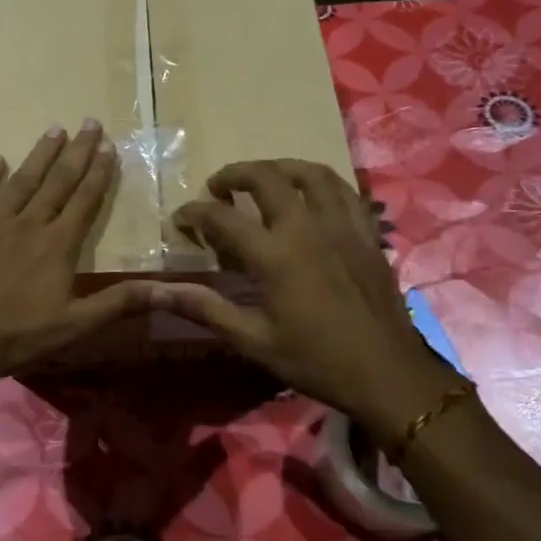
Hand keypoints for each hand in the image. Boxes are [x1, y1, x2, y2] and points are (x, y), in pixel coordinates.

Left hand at [0, 121, 148, 390]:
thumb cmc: (21, 335)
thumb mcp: (77, 325)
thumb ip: (119, 302)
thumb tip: (165, 289)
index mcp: (58, 245)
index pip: (85, 199)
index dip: (99, 171)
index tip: (108, 144)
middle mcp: (28, 224)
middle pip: (57, 181)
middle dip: (76, 151)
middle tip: (88, 122)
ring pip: (21, 181)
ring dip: (39, 155)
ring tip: (53, 130)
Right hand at [149, 159, 456, 438]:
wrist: (386, 373)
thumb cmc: (314, 359)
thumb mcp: (252, 339)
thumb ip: (204, 307)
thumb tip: (155, 290)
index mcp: (274, 254)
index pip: (221, 217)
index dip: (195, 213)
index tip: (181, 220)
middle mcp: (306, 226)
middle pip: (266, 177)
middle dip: (234, 174)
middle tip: (219, 188)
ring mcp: (342, 225)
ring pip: (311, 173)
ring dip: (280, 168)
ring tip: (264, 179)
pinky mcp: (368, 233)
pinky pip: (345, 190)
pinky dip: (321, 183)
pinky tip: (312, 196)